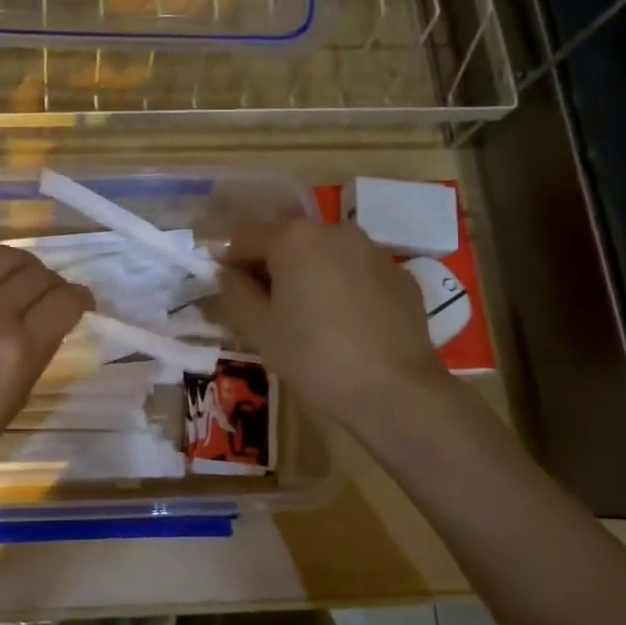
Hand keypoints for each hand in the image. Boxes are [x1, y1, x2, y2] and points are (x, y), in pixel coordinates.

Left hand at [0, 241, 91, 500]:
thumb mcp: (15, 401)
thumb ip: (37, 354)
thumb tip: (52, 323)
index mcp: (19, 350)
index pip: (65, 301)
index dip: (83, 298)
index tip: (83, 304)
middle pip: (39, 274)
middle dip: (56, 283)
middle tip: (52, 298)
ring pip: (5, 256)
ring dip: (25, 264)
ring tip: (23, 279)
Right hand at [215, 217, 459, 434]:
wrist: (396, 392)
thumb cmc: (314, 357)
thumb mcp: (259, 329)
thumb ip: (235, 292)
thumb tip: (228, 273)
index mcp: (294, 239)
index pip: (245, 235)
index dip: (228, 259)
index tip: (224, 286)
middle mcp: (335, 232)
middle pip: (289, 240)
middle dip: (271, 266)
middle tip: (264, 306)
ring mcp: (374, 252)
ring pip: (326, 255)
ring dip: (309, 275)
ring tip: (307, 317)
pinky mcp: (401, 276)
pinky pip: (358, 273)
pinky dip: (344, 288)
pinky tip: (345, 325)